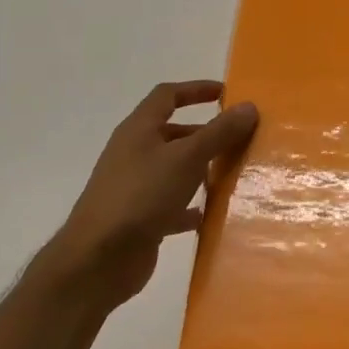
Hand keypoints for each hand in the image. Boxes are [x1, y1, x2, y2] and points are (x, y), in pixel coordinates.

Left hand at [34, 80, 257, 305]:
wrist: (99, 259)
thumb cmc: (142, 195)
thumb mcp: (187, 158)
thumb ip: (219, 133)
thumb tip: (249, 106)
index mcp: (139, 130)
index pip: (167, 96)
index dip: (195, 90)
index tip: (226, 94)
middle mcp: (134, 153)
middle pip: (172, 133)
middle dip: (205, 133)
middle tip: (239, 138)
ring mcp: (135, 187)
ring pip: (174, 169)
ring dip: (201, 169)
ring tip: (233, 174)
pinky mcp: (140, 218)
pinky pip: (172, 204)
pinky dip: (192, 206)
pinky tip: (212, 214)